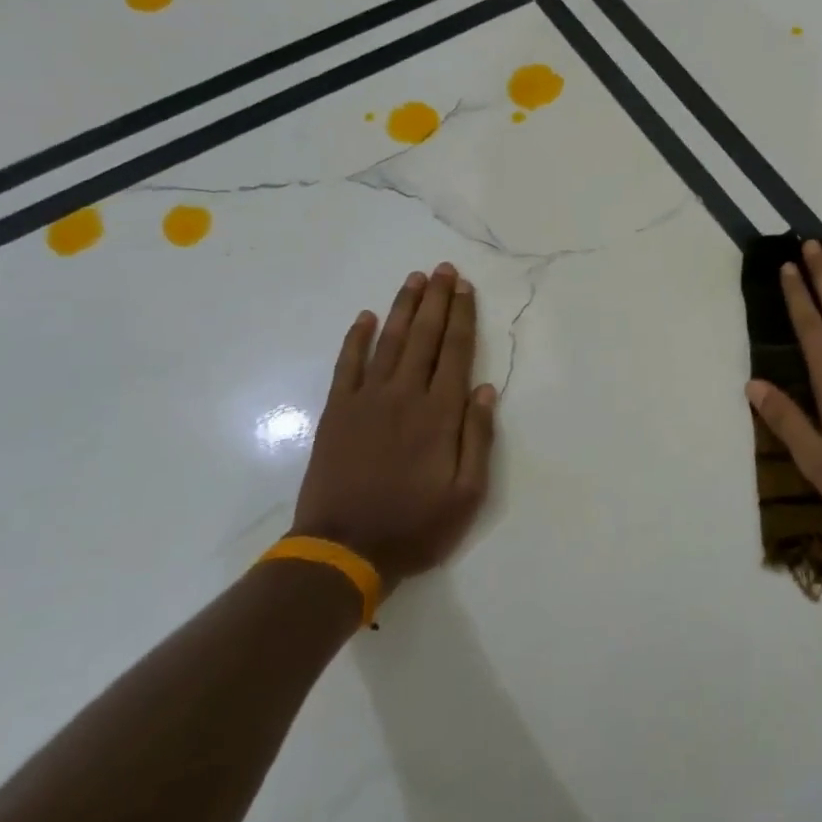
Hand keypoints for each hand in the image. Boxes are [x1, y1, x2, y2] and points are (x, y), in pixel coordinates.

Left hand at [292, 263, 497, 587]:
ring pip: (389, 342)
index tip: (465, 288)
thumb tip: (484, 389)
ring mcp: (366, 401)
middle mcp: (404, 396)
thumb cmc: (416, 525)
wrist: (344, 551)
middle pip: (424, 337)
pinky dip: (356, 339)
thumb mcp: (468, 493)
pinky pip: (347, 365)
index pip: (454, 352)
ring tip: (415, 279)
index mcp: (440, 414)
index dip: (462, 317)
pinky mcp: (336, 413)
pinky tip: (366, 318)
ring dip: (403, 308)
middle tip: (443, 269)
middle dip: (436, 300)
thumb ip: (478, 437)